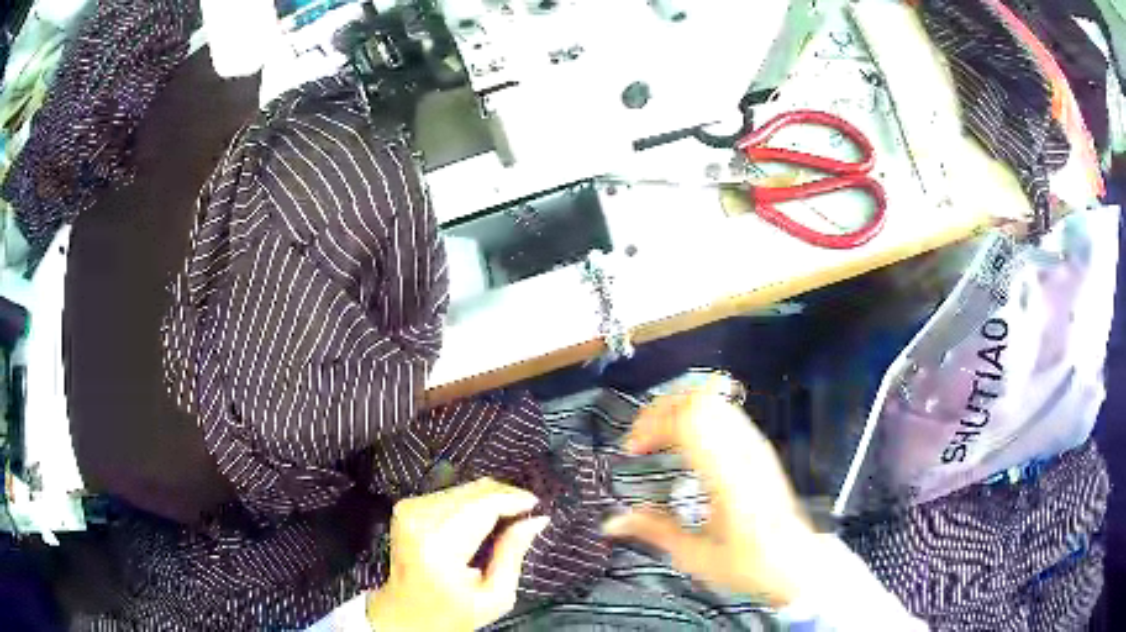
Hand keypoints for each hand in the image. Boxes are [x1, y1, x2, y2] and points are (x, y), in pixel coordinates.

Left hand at [368, 478, 549, 630]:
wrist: (405, 614)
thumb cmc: (450, 613)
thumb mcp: (495, 596)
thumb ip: (513, 554)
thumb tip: (535, 520)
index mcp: (440, 547)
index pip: (483, 505)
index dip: (514, 499)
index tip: (537, 505)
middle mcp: (420, 521)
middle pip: (473, 492)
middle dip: (505, 497)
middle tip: (526, 513)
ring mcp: (409, 511)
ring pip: (463, 488)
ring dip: (489, 499)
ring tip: (506, 520)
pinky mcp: (406, 507)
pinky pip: (450, 493)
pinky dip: (471, 502)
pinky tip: (481, 521)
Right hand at [602, 382, 816, 606]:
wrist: (794, 562)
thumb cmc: (746, 564)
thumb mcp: (695, 556)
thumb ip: (653, 531)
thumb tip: (611, 522)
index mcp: (727, 475)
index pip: (689, 421)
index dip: (652, 426)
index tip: (632, 450)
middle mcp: (743, 451)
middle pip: (699, 400)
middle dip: (661, 410)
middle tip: (641, 439)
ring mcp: (755, 446)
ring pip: (715, 400)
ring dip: (680, 409)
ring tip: (659, 436)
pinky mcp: (760, 448)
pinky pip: (727, 413)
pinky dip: (699, 415)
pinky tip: (688, 441)